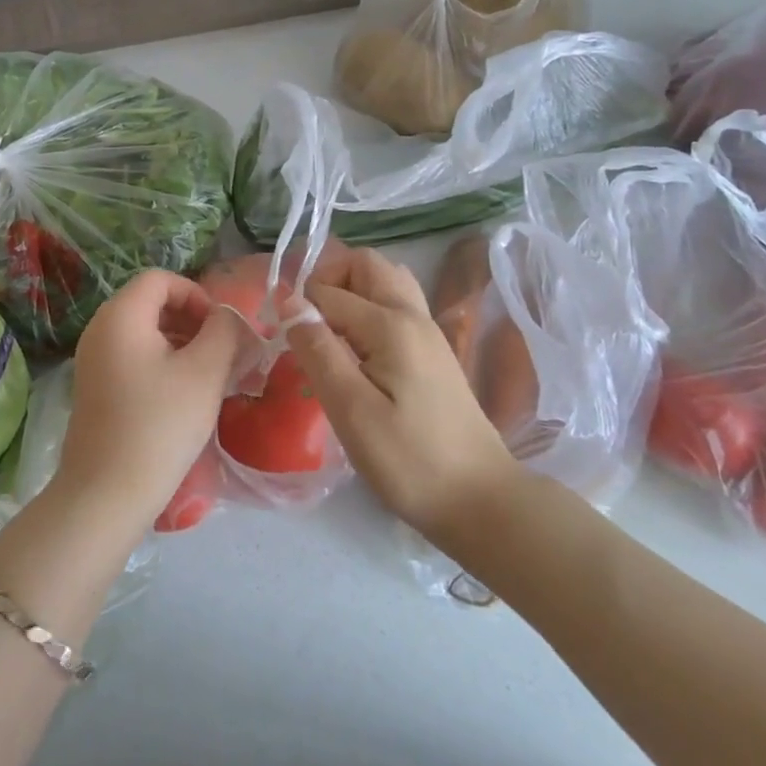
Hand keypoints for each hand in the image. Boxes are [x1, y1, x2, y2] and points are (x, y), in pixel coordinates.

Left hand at [62, 270, 246, 530]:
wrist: (105, 494)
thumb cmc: (159, 425)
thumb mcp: (204, 373)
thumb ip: (224, 331)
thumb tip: (228, 316)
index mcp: (120, 315)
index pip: (161, 279)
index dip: (196, 294)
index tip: (220, 329)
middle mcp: (100, 328)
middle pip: (150, 303)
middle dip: (191, 320)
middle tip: (220, 353)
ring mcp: (92, 360)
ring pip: (143, 332)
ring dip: (179, 343)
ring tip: (207, 376)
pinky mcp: (94, 388)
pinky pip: (132, 357)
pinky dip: (160, 363)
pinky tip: (182, 396)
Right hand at [282, 246, 521, 545]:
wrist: (480, 500)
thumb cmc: (409, 460)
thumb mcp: (351, 410)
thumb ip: (318, 350)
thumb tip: (289, 302)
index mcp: (391, 325)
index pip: (328, 292)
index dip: (298, 310)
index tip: (285, 346)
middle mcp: (413, 315)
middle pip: (366, 264)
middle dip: (328, 281)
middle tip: (309, 326)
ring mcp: (428, 332)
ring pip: (385, 281)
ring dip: (352, 292)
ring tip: (331, 333)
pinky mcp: (433, 352)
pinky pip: (396, 306)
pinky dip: (369, 310)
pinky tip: (358, 352)